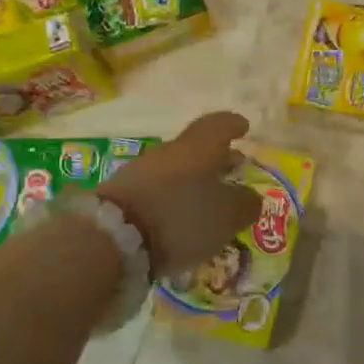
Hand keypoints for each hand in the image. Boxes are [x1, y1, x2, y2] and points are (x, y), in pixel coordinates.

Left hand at [95, 111, 262, 276]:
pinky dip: (173, 198)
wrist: (113, 237)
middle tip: (232, 169)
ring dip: (193, 180)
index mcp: (199, 148)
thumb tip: (250, 197)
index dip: (233, 125)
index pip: (219, 125)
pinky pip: (157, 190)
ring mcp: (141, 172)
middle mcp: (169, 152)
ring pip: (176, 169)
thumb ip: (245, 204)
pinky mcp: (122, 196)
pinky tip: (179, 217)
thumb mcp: (228, 215)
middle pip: (196, 148)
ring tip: (207, 200)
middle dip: (216, 158)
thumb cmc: (182, 217)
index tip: (244, 128)